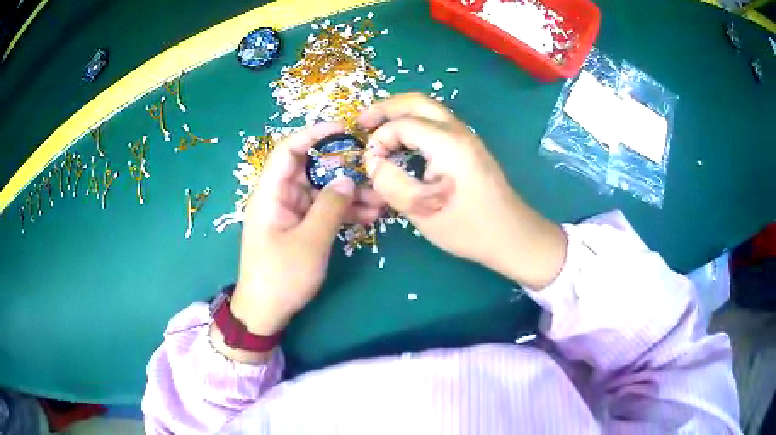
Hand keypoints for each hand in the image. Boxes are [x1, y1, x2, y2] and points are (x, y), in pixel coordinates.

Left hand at [229, 123, 383, 339]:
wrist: (266, 312)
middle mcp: (280, 197)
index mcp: (270, 194)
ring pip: (322, 192)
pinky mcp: (301, 228)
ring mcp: (291, 213)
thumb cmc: (281, 276)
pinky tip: (369, 215)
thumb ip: (330, 207)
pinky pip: (324, 211)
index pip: (288, 150)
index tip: (343, 129)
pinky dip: (344, 211)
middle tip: (372, 171)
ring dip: (350, 194)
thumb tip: (346, 179)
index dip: (313, 134)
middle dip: (343, 169)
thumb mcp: (309, 242)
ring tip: (380, 200)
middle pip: (311, 169)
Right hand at [359, 93, 565, 288]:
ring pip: (428, 109)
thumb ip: (391, 183)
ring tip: (377, 128)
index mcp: (447, 143)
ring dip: (400, 114)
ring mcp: (467, 137)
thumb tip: (374, 163)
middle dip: (385, 108)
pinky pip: (436, 123)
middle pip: (416, 102)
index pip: (401, 124)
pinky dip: (414, 123)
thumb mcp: (423, 211)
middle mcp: (458, 131)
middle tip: (362, 123)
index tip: (370, 165)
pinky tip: (403, 141)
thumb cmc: (468, 228)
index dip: (379, 140)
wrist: (511, 235)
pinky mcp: (469, 147)